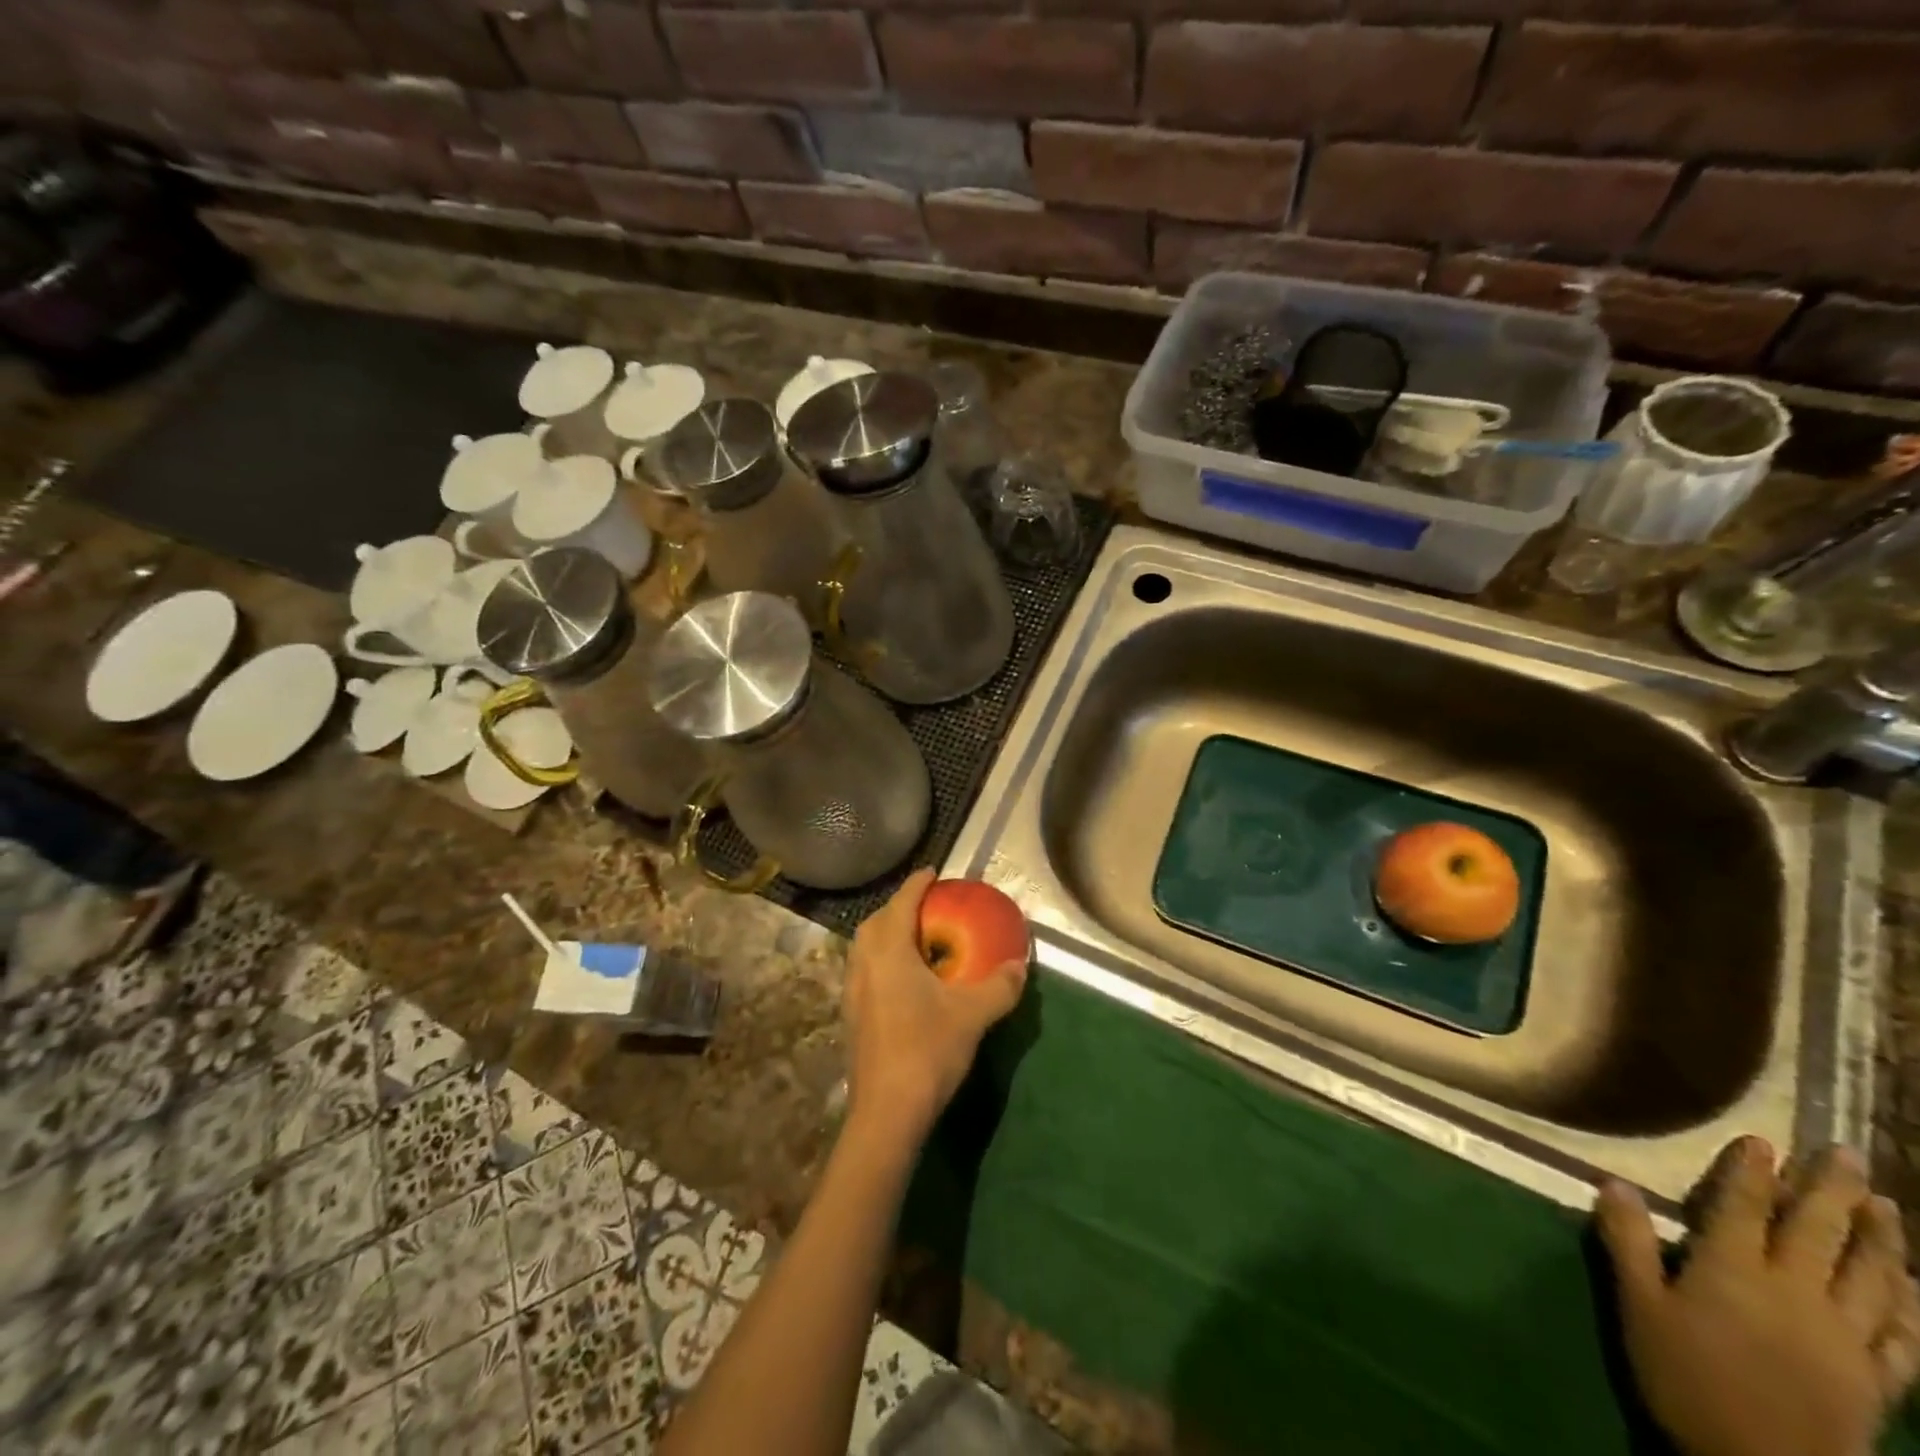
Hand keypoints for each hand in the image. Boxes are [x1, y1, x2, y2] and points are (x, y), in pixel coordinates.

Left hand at [841, 869, 1026, 1149]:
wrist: (887, 1112)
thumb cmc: (927, 1050)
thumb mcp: (973, 1015)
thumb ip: (999, 985)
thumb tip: (1021, 964)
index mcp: (888, 952)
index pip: (901, 903)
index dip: (917, 884)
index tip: (933, 872)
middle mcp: (864, 964)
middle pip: (876, 921)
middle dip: (899, 907)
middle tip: (927, 906)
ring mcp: (852, 991)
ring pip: (865, 947)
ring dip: (887, 934)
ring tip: (917, 939)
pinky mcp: (852, 1016)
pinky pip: (865, 970)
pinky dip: (882, 960)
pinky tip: (905, 980)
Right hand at [1597, 1138, 1919, 1455]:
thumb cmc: (1686, 1377)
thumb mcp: (1639, 1307)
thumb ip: (1628, 1242)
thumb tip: (1615, 1182)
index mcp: (1734, 1271)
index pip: (1743, 1207)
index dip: (1751, 1172)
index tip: (1762, 1140)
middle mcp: (1794, 1292)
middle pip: (1817, 1233)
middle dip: (1831, 1191)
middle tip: (1847, 1153)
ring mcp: (1843, 1338)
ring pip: (1870, 1278)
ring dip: (1879, 1238)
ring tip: (1886, 1205)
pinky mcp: (1873, 1379)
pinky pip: (1900, 1336)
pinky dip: (1909, 1306)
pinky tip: (1911, 1287)